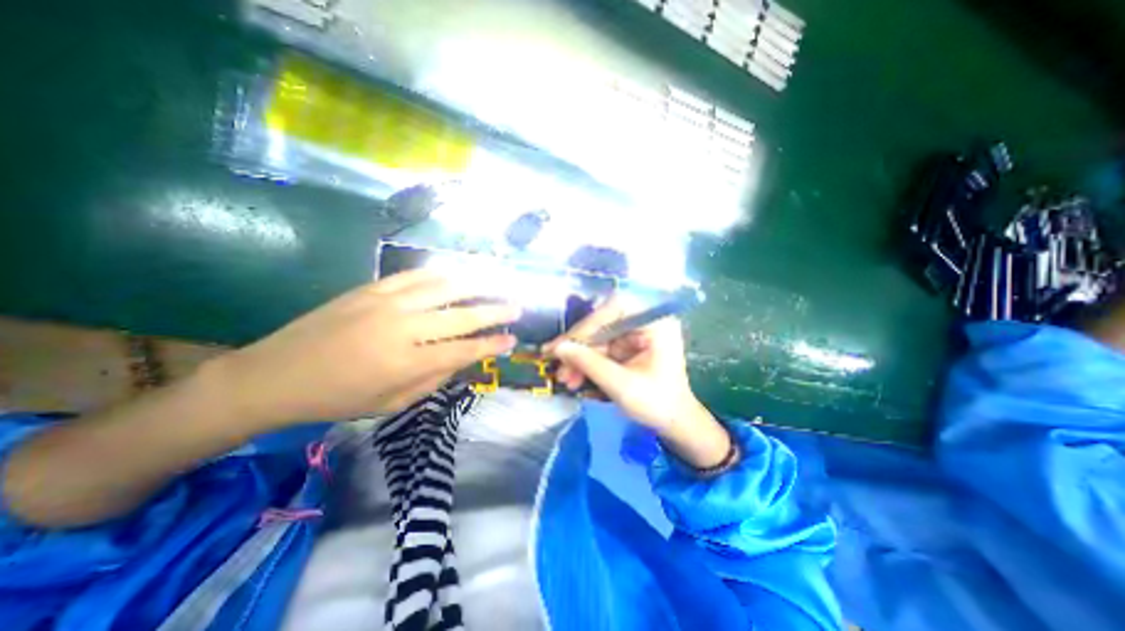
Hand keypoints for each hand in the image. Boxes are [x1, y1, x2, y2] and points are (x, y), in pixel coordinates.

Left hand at [208, 267, 517, 427]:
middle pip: (462, 316)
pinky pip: (415, 276)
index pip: (464, 351)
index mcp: (408, 363)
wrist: (275, 375)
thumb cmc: (337, 398)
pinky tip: (457, 274)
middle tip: (516, 308)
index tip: (512, 341)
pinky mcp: (371, 289)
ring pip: (443, 288)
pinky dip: (441, 274)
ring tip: (496, 284)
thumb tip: (460, 360)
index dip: (492, 346)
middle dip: (495, 312)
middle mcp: (404, 328)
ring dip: (475, 286)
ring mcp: (387, 303)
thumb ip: (433, 380)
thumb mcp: (391, 404)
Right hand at [546, 297, 729, 467]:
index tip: (564, 345)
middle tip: (558, 365)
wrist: (674, 424)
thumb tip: (558, 348)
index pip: (615, 309)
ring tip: (565, 379)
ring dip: (579, 358)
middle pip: (603, 323)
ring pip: (598, 338)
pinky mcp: (627, 347)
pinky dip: (586, 363)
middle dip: (579, 347)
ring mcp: (635, 334)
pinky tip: (574, 378)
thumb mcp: (621, 385)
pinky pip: (601, 349)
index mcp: (655, 323)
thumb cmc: (657, 404)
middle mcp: (645, 322)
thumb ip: (589, 363)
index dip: (587, 325)